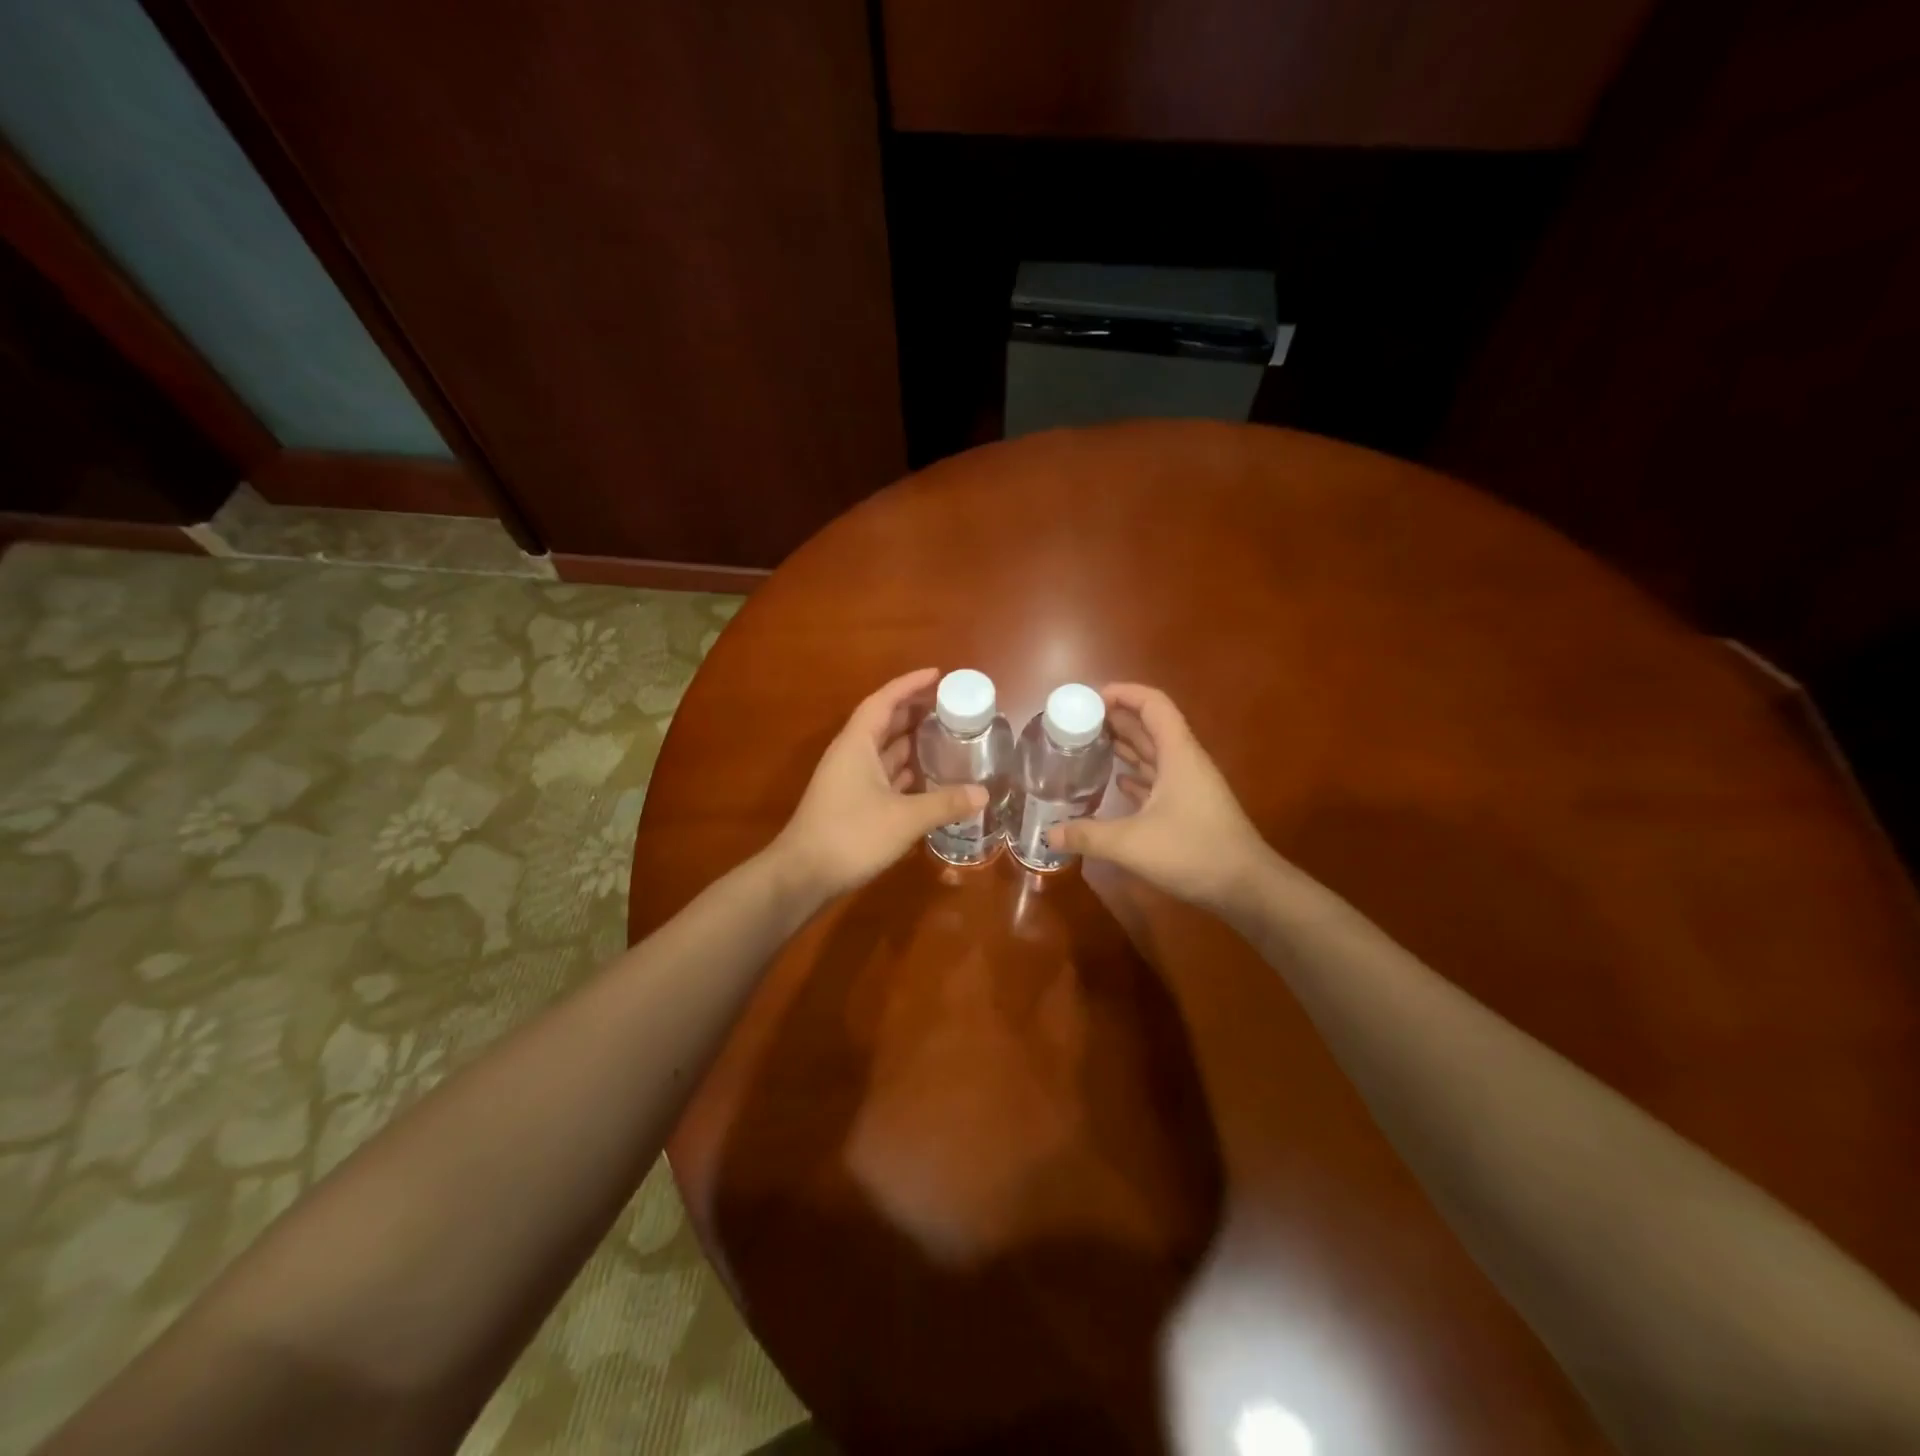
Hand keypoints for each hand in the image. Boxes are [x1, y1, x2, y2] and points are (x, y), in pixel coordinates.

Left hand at [771, 668, 986, 902]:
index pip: (884, 701)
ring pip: (884, 751)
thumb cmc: (851, 835)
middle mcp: (852, 755)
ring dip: (911, 742)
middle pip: (884, 723)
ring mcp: (850, 780)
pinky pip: (884, 776)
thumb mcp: (904, 819)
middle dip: (915, 711)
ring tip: (947, 737)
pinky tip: (929, 778)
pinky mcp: (852, 804)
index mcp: (857, 744)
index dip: (909, 684)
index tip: (937, 674)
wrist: (803, 875)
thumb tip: (983, 793)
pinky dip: (906, 772)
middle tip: (950, 707)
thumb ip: (944, 803)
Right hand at [1048, 683, 1270, 910]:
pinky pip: (1157, 779)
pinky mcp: (1189, 808)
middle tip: (1077, 723)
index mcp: (1177, 754)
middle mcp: (1184, 762)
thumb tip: (1048, 834)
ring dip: (1124, 746)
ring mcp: (1189, 785)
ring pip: (1153, 753)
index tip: (1090, 699)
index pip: (1153, 704)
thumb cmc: (1193, 852)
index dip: (1124, 693)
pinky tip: (1114, 782)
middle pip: (1150, 726)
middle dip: (1115, 719)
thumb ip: (1088, 835)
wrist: (1246, 887)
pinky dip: (1135, 775)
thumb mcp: (1132, 844)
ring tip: (1087, 746)